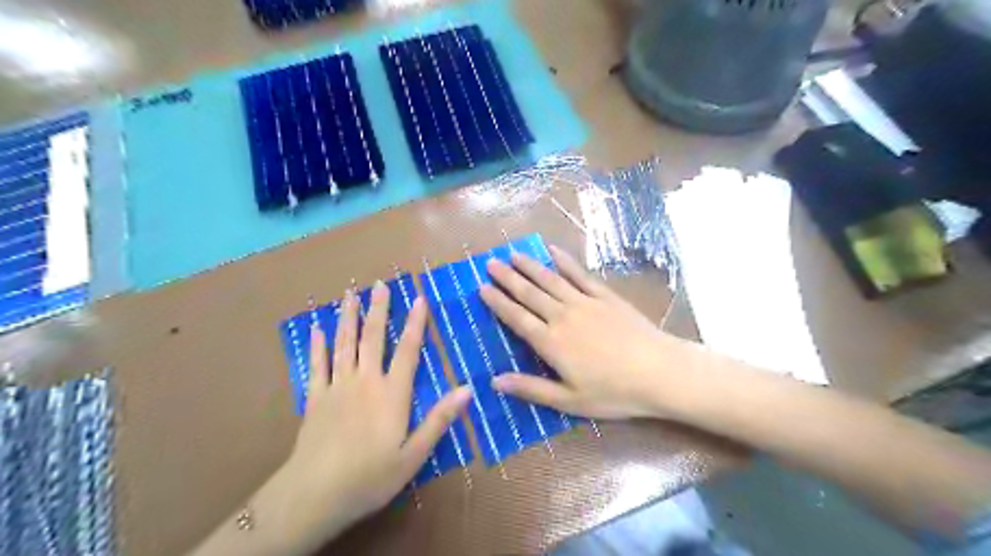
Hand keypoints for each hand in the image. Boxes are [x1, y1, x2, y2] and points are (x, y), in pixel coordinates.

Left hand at [275, 284, 470, 547]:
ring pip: (344, 344)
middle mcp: (365, 382)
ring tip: (351, 294)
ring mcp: (337, 387)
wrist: (314, 495)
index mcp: (392, 394)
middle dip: (379, 310)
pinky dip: (317, 345)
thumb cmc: (370, 477)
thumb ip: (439, 419)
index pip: (408, 351)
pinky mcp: (315, 398)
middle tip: (380, 284)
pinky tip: (316, 328)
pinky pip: (317, 365)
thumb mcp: (414, 455)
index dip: (415, 324)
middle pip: (373, 338)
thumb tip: (468, 389)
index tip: (419, 299)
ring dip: (348, 317)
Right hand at [479, 246, 694, 419]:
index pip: (517, 317)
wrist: (659, 372)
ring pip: (550, 279)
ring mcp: (585, 302)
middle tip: (490, 263)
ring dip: (530, 266)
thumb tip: (495, 381)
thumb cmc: (614, 392)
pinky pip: (580, 274)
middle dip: (508, 278)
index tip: (482, 287)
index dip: (498, 302)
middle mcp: (563, 316)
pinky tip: (553, 251)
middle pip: (529, 293)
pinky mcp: (605, 296)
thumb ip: (531, 388)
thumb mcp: (569, 401)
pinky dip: (565, 262)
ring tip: (513, 254)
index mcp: (551, 342)